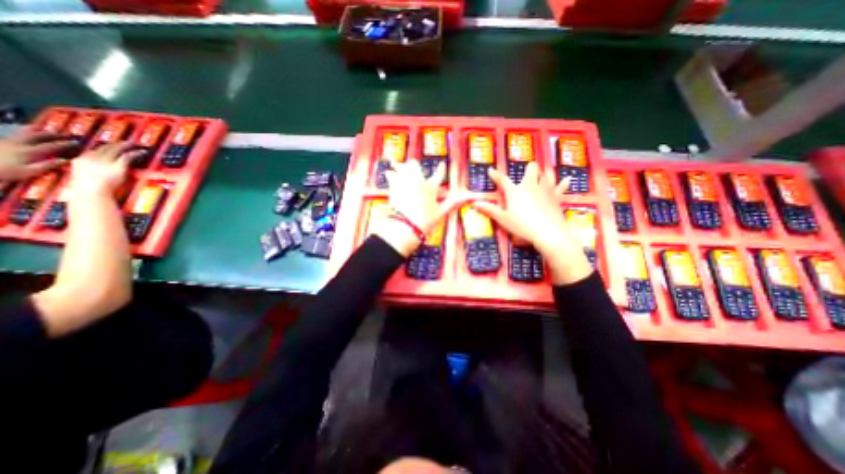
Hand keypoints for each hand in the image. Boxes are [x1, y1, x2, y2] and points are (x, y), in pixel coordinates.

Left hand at [0, 125, 69, 178]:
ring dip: (40, 132)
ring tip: (50, 132)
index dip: (66, 144)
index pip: (52, 146)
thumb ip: (47, 166)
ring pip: (26, 133)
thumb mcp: (29, 172)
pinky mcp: (2, 142)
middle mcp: (20, 144)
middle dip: (54, 135)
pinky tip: (31, 135)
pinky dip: (28, 133)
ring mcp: (8, 142)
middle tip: (66, 135)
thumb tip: (66, 161)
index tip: (78, 143)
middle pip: (38, 136)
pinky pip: (18, 135)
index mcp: (30, 152)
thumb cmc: (5, 172)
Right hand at [68, 143, 138, 197]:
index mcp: (80, 160)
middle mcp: (91, 158)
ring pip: (116, 149)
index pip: (93, 150)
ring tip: (134, 144)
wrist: (91, 192)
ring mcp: (104, 161)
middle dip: (115, 144)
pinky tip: (142, 152)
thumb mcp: (83, 177)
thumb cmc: (87, 190)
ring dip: (126, 146)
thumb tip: (97, 171)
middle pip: (104, 147)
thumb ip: (89, 171)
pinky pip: (127, 156)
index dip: (104, 147)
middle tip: (126, 142)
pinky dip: (135, 153)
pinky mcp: (117, 166)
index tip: (112, 146)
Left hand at [378, 162, 468, 256]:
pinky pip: (390, 175)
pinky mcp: (393, 187)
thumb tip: (466, 197)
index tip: (442, 164)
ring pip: (401, 167)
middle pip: (415, 165)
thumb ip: (452, 203)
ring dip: (400, 167)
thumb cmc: (425, 221)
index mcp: (431, 188)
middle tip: (414, 166)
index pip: (439, 175)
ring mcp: (405, 183)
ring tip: (397, 165)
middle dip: (414, 165)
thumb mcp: (441, 213)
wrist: (406, 227)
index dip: (441, 169)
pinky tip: (389, 173)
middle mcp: (417, 182)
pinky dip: (390, 174)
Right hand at [474, 161, 593, 284]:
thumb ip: (489, 210)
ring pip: (546, 174)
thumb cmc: (522, 226)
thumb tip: (474, 203)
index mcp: (515, 191)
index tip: (491, 171)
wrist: (548, 232)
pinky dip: (563, 183)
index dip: (496, 175)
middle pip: (531, 169)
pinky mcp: (557, 196)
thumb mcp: (503, 219)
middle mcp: (530, 186)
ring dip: (543, 173)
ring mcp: (545, 189)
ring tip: (542, 174)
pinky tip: (567, 179)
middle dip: (528, 169)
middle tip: (526, 173)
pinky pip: (561, 187)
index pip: (502, 180)